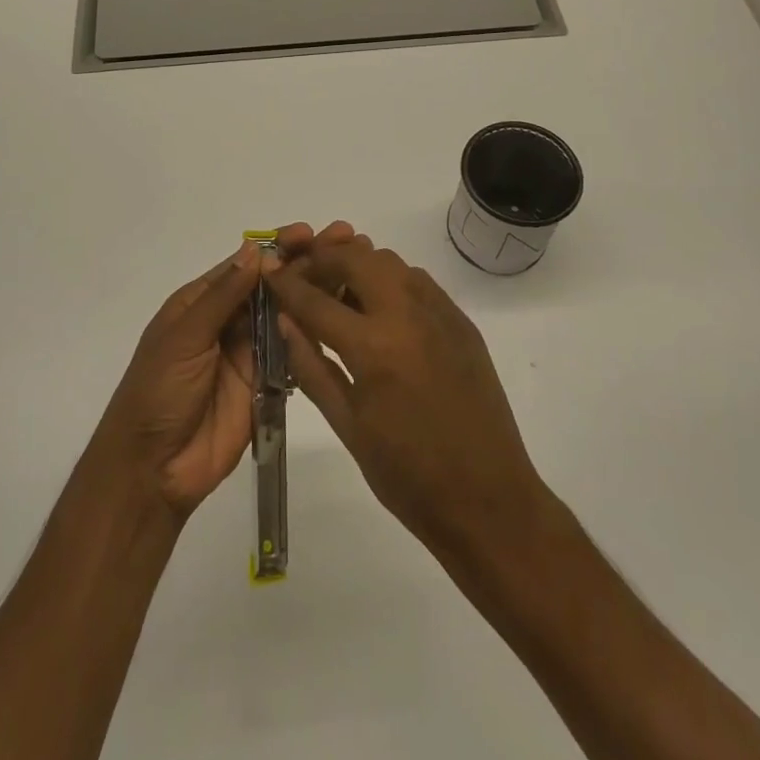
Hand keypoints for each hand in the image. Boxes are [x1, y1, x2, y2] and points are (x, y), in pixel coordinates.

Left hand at [94, 222, 356, 520]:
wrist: (153, 469)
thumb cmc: (158, 392)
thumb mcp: (184, 337)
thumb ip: (222, 297)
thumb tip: (254, 251)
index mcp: (200, 303)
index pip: (244, 266)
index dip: (275, 248)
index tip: (308, 232)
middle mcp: (227, 321)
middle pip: (270, 286)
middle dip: (303, 264)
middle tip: (344, 243)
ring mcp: (248, 353)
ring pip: (286, 315)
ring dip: (315, 293)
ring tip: (351, 274)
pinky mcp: (266, 384)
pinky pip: (292, 353)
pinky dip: (314, 334)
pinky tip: (343, 317)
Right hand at [268, 241, 549, 561]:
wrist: (489, 501)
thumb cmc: (408, 475)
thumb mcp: (347, 426)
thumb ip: (312, 367)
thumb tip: (285, 322)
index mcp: (373, 348)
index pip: (316, 300)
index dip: (287, 285)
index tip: (270, 274)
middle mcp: (408, 314)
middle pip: (355, 259)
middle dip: (322, 260)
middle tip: (304, 279)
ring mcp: (440, 313)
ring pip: (389, 262)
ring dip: (358, 266)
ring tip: (340, 293)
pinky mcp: (462, 321)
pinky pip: (418, 281)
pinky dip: (390, 281)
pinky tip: (380, 311)